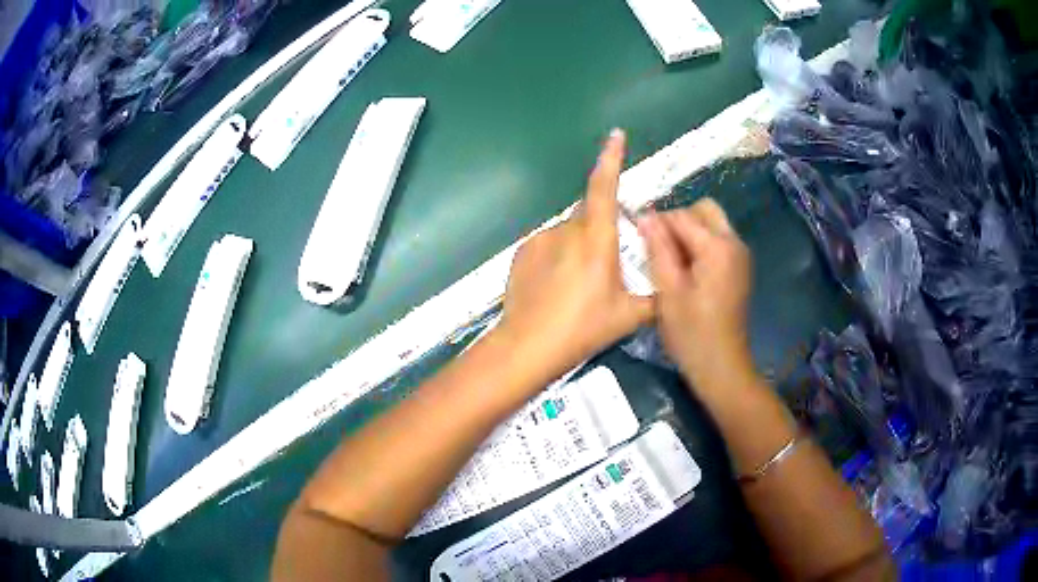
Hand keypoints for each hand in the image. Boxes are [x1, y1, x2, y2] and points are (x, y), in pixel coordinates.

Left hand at [497, 130, 652, 379]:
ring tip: (577, 291)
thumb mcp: (628, 316)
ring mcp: (540, 240)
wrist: (527, 346)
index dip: (611, 158)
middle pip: (590, 216)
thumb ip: (655, 298)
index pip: (605, 187)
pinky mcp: (522, 253)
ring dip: (579, 250)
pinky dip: (558, 259)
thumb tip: (669, 287)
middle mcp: (567, 231)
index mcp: (596, 239)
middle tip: (603, 273)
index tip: (616, 135)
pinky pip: (549, 246)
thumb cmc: (582, 329)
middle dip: (602, 233)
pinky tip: (555, 290)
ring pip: (569, 235)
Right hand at [638, 199, 753, 391]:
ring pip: (712, 224)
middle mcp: (734, 243)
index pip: (682, 215)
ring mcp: (740, 255)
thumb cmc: (691, 333)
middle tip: (659, 247)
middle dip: (679, 220)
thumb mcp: (668, 291)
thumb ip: (658, 249)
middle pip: (704, 209)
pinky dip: (701, 245)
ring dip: (690, 232)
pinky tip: (686, 270)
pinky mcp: (740, 268)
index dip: (657, 223)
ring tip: (669, 260)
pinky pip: (719, 241)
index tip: (638, 239)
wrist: (721, 366)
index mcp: (717, 247)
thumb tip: (646, 216)